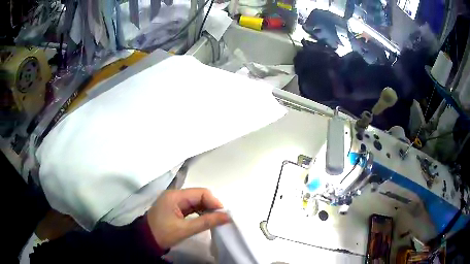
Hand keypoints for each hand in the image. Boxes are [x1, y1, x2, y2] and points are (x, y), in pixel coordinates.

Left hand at [146, 188, 229, 248]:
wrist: (145, 241)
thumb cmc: (163, 234)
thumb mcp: (185, 229)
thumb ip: (206, 222)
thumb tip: (227, 216)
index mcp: (175, 196)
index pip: (200, 193)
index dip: (214, 202)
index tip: (223, 215)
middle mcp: (175, 195)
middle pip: (199, 196)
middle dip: (211, 206)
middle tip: (221, 219)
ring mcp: (174, 201)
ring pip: (196, 202)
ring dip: (206, 210)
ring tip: (215, 221)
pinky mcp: (174, 208)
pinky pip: (191, 207)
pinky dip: (199, 213)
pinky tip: (205, 220)